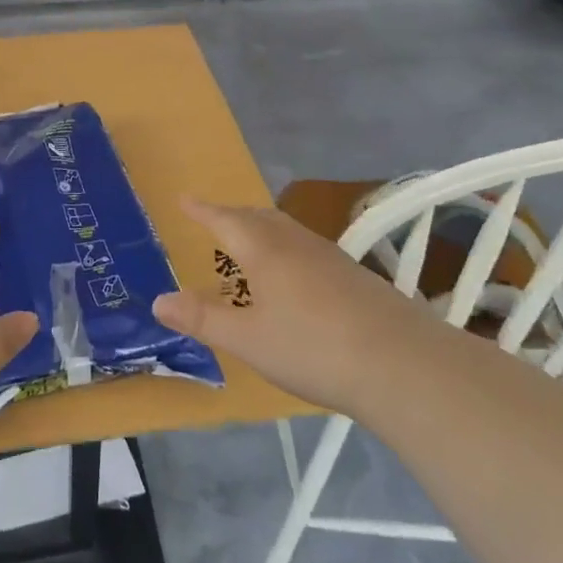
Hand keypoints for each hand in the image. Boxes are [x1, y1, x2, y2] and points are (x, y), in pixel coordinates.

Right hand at [152, 197, 435, 413]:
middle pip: (257, 218)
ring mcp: (330, 257)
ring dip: (261, 229)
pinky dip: (286, 249)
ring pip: (286, 230)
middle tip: (214, 218)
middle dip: (232, 215)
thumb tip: (158, 301)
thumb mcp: (248, 340)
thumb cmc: (313, 348)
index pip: (224, 219)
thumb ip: (203, 319)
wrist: (404, 365)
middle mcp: (295, 243)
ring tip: (250, 243)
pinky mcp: (356, 276)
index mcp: (264, 250)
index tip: (184, 198)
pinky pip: (307, 248)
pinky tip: (294, 277)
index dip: (202, 210)